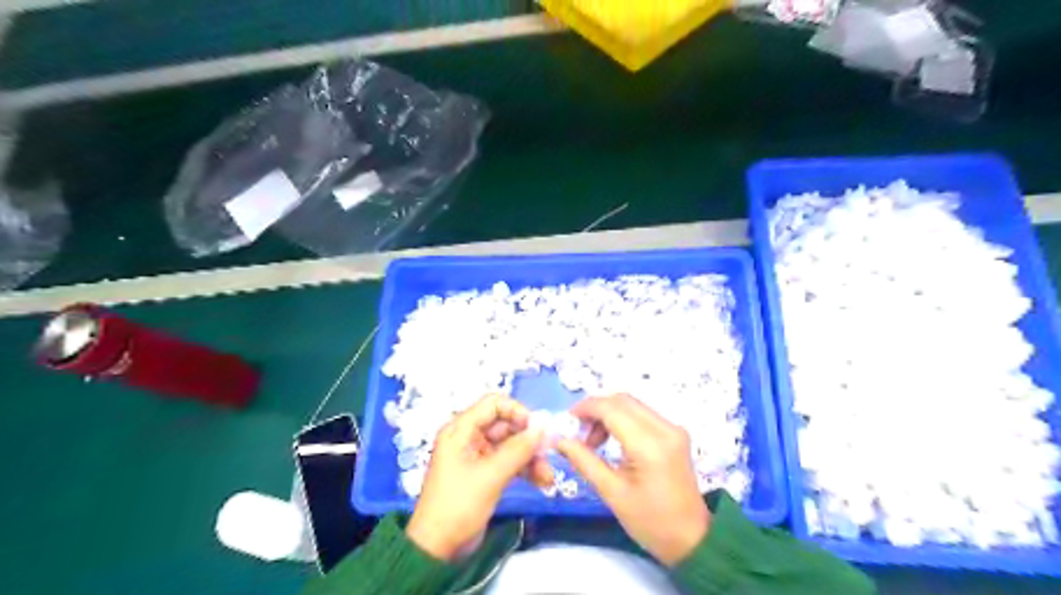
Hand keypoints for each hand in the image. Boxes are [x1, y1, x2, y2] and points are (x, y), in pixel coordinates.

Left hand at [408, 395, 551, 562]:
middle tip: (550, 453)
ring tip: (548, 476)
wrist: (437, 549)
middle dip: (529, 439)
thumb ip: (518, 450)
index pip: (493, 404)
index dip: (517, 411)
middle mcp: (469, 437)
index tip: (537, 428)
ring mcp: (478, 456)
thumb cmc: (458, 505)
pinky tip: (542, 482)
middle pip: (506, 425)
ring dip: (531, 457)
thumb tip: (544, 428)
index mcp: (461, 430)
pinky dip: (525, 470)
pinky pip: (509, 462)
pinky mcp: (485, 474)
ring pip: (511, 445)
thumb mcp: (490, 476)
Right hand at [555, 394, 711, 563]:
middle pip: (622, 401)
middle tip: (578, 431)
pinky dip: (622, 419)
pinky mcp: (675, 433)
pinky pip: (642, 414)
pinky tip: (612, 439)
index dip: (586, 408)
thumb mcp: (612, 493)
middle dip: (595, 409)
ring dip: (608, 414)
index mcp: (649, 445)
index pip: (612, 409)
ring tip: (593, 441)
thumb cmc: (650, 521)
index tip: (566, 420)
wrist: (691, 539)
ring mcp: (673, 428)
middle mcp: (664, 428)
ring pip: (632, 405)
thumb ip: (584, 461)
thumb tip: (559, 440)